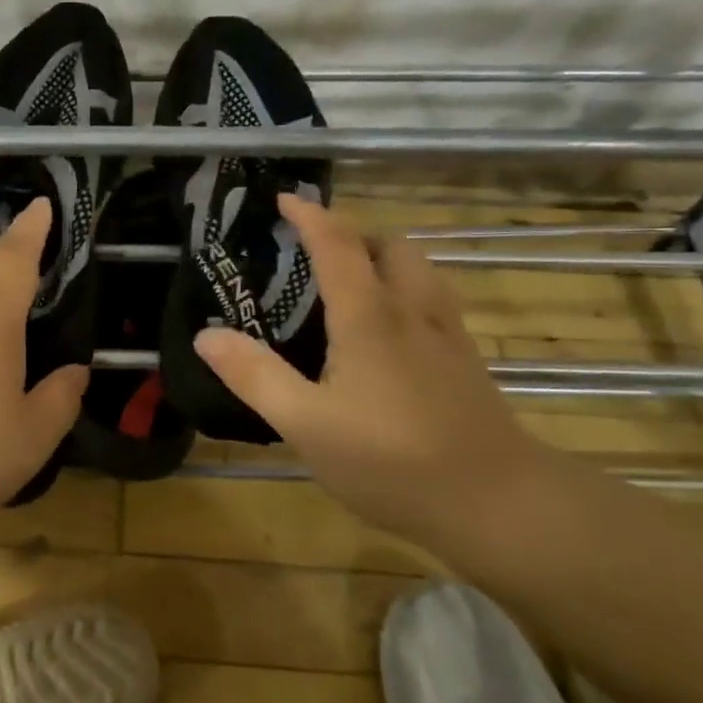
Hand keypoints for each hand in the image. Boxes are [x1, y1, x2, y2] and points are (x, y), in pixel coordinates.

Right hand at [194, 194, 551, 547]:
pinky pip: (433, 303)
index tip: (286, 198)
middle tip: (317, 254)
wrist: (497, 504)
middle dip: (355, 236)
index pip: (338, 246)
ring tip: (351, 287)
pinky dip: (405, 293)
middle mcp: (412, 313)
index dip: (310, 216)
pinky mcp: (466, 364)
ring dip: (384, 262)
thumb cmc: (390, 461)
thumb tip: (205, 335)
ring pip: (420, 272)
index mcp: (369, 318)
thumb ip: (254, 376)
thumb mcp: (305, 423)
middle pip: (392, 247)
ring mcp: (447, 337)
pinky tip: (388, 335)